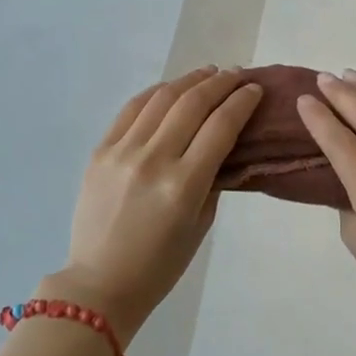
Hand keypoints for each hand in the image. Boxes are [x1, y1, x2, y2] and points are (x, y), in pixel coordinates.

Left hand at [54, 66, 262, 340]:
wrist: (100, 283)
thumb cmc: (160, 265)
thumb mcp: (201, 224)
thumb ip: (213, 177)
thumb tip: (223, 141)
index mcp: (183, 185)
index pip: (221, 126)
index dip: (242, 101)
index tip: (255, 89)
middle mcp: (154, 160)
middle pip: (193, 103)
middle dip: (221, 83)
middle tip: (237, 75)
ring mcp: (123, 152)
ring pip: (162, 98)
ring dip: (190, 80)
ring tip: (209, 73)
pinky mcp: (100, 150)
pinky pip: (132, 109)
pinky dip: (156, 92)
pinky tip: (172, 87)